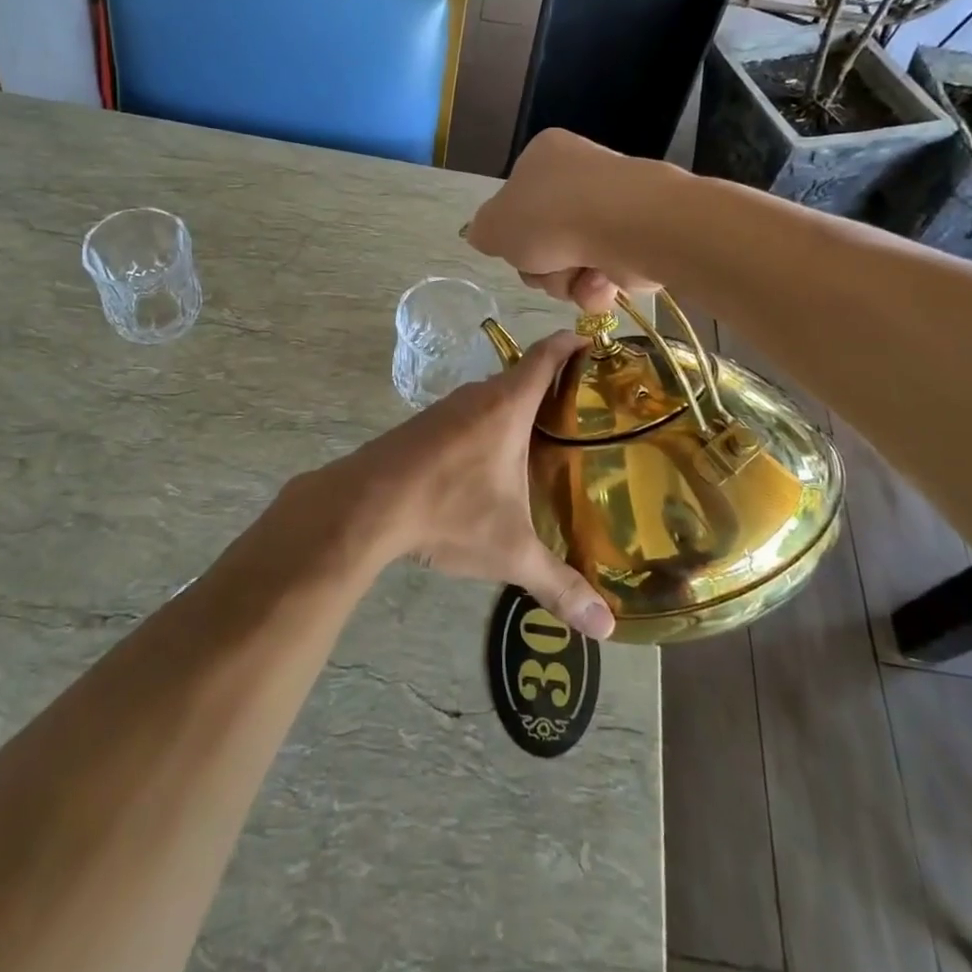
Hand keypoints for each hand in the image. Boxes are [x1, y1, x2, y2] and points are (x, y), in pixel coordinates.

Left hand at [291, 332, 614, 639]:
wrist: (365, 505)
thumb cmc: (448, 511)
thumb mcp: (510, 551)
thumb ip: (559, 584)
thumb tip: (606, 628)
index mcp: (507, 406)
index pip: (547, 356)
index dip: (572, 343)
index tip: (596, 343)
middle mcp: (477, 396)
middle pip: (522, 376)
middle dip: (555, 387)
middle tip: (590, 412)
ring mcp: (445, 409)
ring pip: (492, 397)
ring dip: (519, 410)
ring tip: (549, 440)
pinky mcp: (422, 428)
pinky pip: (468, 415)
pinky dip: (489, 426)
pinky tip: (494, 462)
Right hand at [465, 129, 658, 313]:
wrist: (625, 225)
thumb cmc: (550, 216)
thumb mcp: (494, 225)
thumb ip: (483, 232)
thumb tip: (485, 236)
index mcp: (544, 156)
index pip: (517, 198)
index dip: (512, 232)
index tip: (514, 246)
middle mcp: (581, 175)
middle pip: (543, 238)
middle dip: (540, 266)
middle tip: (544, 267)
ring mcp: (613, 207)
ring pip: (570, 261)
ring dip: (564, 280)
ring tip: (575, 276)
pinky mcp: (638, 238)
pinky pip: (603, 272)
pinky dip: (595, 286)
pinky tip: (598, 283)